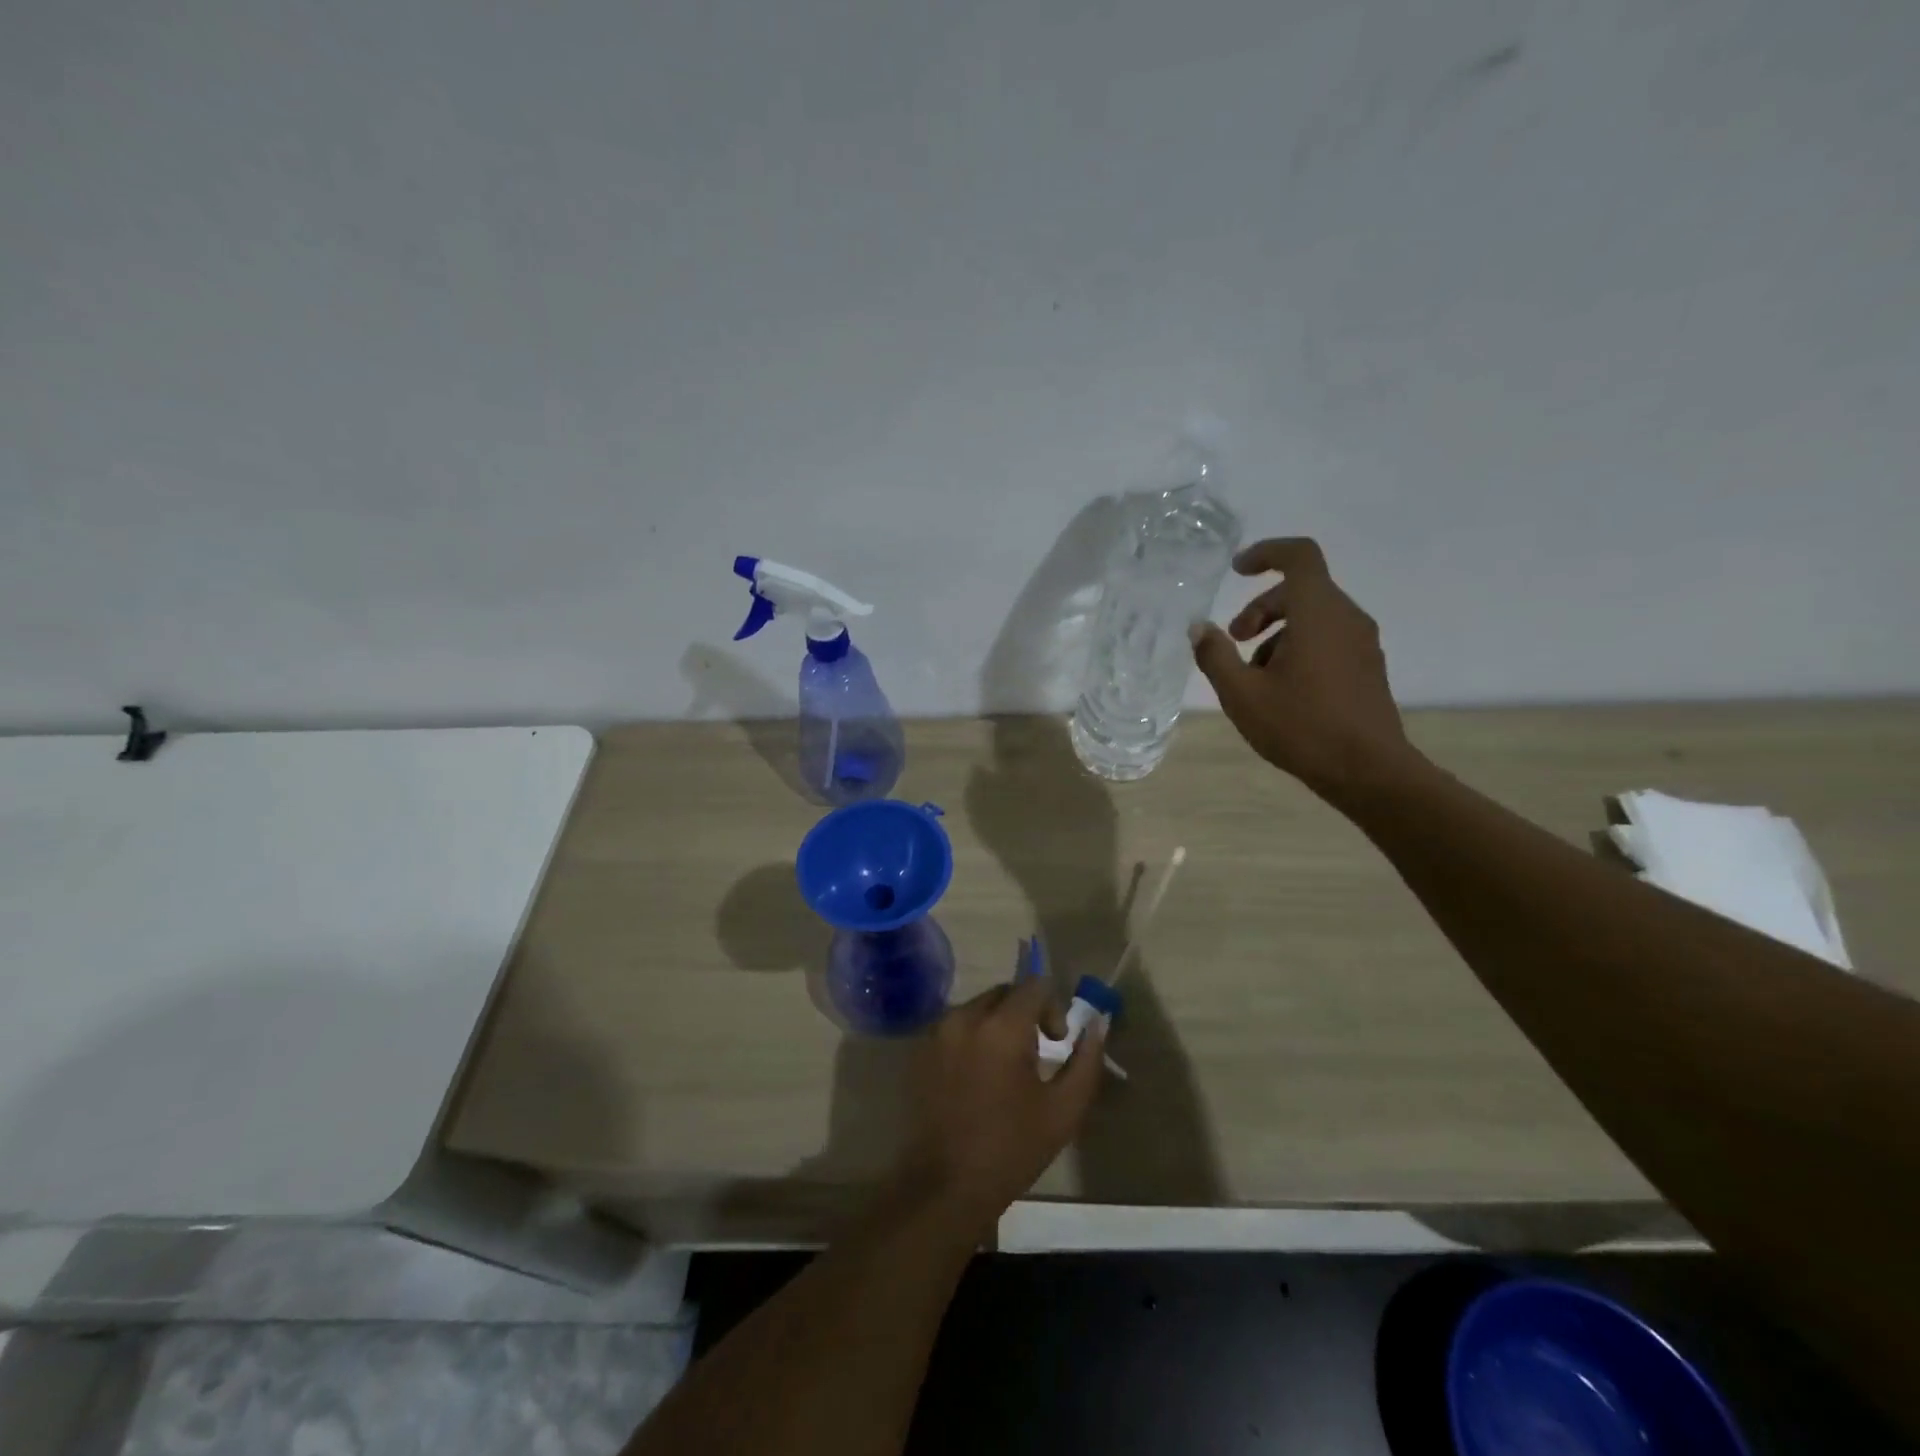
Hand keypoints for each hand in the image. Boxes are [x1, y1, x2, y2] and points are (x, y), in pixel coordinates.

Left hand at [896, 977, 1105, 1238]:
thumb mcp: (1063, 1111)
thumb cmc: (1011, 1150)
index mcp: (1001, 1027)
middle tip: (1036, 1052)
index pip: (1034, 985)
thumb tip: (1096, 1025)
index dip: (1053, 1007)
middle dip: (1025, 1011)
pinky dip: (973, 1037)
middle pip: (1004, 992)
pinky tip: (979, 1076)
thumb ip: (1086, 1061)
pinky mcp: (920, 1049)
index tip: (1057, 1041)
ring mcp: (937, 1031)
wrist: (944, 1186)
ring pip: (978, 1007)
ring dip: (998, 1023)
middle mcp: (965, 1017)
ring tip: (1007, 1067)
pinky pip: (956, 1026)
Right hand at [1191, 537, 1414, 798]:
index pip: (1299, 556)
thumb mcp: (1242, 694)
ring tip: (1253, 674)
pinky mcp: (1367, 667)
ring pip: (1314, 617)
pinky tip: (1280, 689)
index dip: (1266, 553)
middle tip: (1235, 639)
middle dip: (1261, 607)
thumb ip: (1215, 656)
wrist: (1369, 771)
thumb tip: (1199, 627)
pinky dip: (1298, 647)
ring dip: (1277, 632)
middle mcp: (1347, 618)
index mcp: (1318, 614)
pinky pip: (1328, 639)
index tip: (1237, 570)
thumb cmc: (1302, 727)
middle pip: (1301, 590)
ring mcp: (1362, 643)